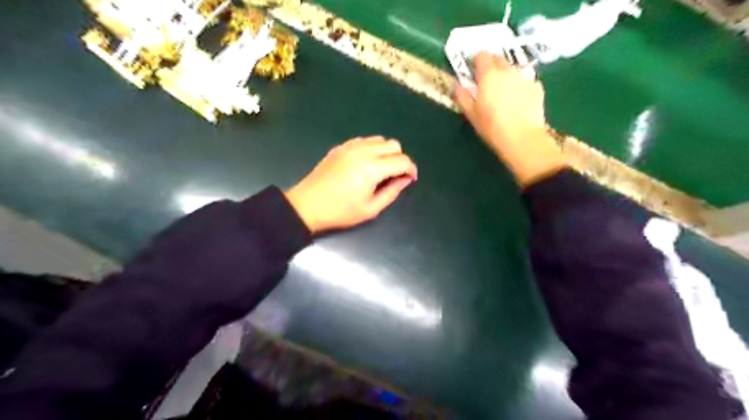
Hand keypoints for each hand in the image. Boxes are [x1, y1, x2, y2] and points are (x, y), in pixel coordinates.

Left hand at [286, 137, 418, 232]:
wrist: (307, 205)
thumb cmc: (340, 212)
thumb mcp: (371, 209)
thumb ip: (392, 192)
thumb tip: (405, 179)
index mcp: (373, 168)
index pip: (402, 160)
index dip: (411, 170)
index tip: (410, 179)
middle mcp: (363, 151)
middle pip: (393, 145)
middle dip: (400, 159)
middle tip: (395, 175)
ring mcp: (350, 146)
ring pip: (379, 139)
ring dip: (386, 152)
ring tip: (381, 169)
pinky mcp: (340, 147)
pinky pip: (364, 140)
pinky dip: (372, 148)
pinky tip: (366, 163)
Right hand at [453, 52, 563, 187]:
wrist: (522, 138)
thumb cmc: (492, 127)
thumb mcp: (471, 114)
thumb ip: (462, 97)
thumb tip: (456, 86)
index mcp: (489, 75)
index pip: (481, 56)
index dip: (476, 61)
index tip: (473, 71)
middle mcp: (508, 70)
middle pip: (498, 59)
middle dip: (491, 65)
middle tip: (486, 82)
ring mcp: (525, 77)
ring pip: (513, 69)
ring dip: (506, 75)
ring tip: (503, 93)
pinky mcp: (537, 87)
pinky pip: (525, 80)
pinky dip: (519, 85)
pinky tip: (518, 100)